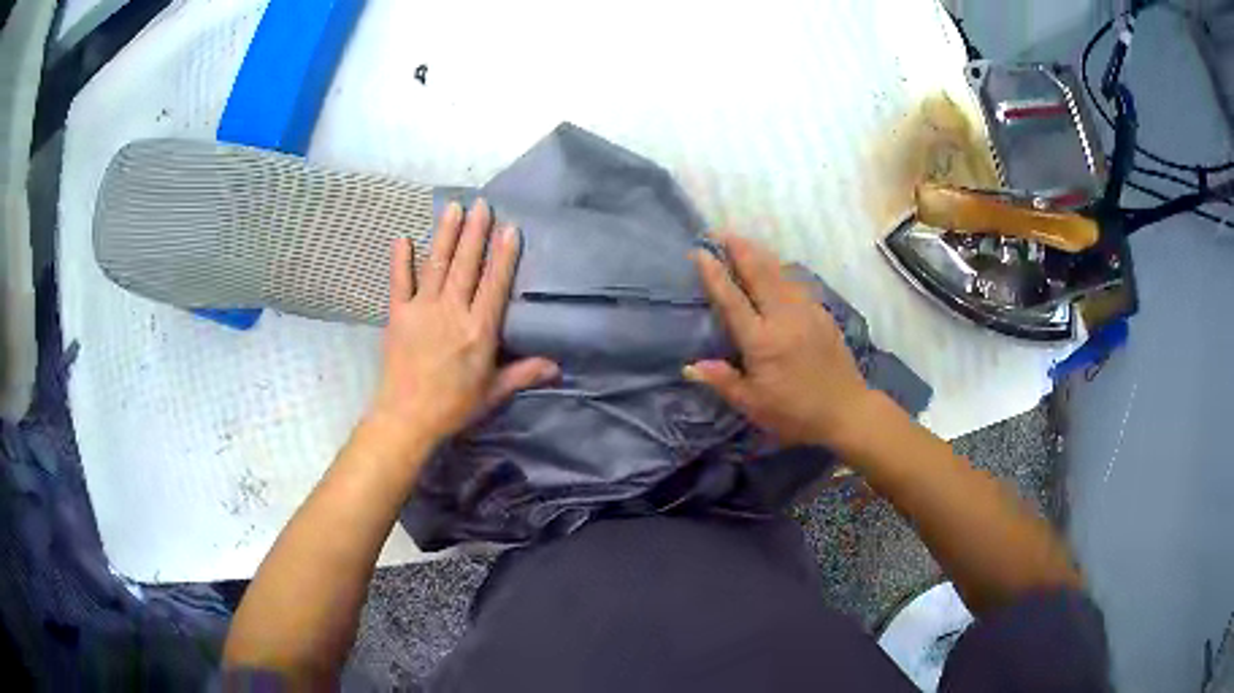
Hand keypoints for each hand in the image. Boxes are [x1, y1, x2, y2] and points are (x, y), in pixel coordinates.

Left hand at [371, 200, 558, 445]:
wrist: (407, 418)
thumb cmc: (454, 406)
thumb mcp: (493, 392)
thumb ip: (524, 374)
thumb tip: (558, 367)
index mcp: (479, 330)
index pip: (495, 284)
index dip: (503, 255)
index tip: (510, 228)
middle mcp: (452, 312)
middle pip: (466, 265)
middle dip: (475, 232)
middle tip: (482, 203)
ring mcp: (423, 310)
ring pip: (437, 265)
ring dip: (445, 235)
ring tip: (453, 207)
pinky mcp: (398, 315)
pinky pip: (399, 282)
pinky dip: (400, 260)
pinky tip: (402, 237)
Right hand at [684, 233, 874, 448]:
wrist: (846, 410)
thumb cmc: (795, 412)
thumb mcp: (753, 405)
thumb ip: (722, 382)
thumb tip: (690, 366)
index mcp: (762, 341)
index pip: (732, 300)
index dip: (714, 274)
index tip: (699, 252)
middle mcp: (784, 318)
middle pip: (759, 273)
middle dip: (739, 248)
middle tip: (720, 231)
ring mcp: (807, 312)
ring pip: (780, 273)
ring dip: (760, 255)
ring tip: (744, 243)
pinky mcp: (822, 314)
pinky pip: (797, 283)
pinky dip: (780, 270)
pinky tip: (775, 270)